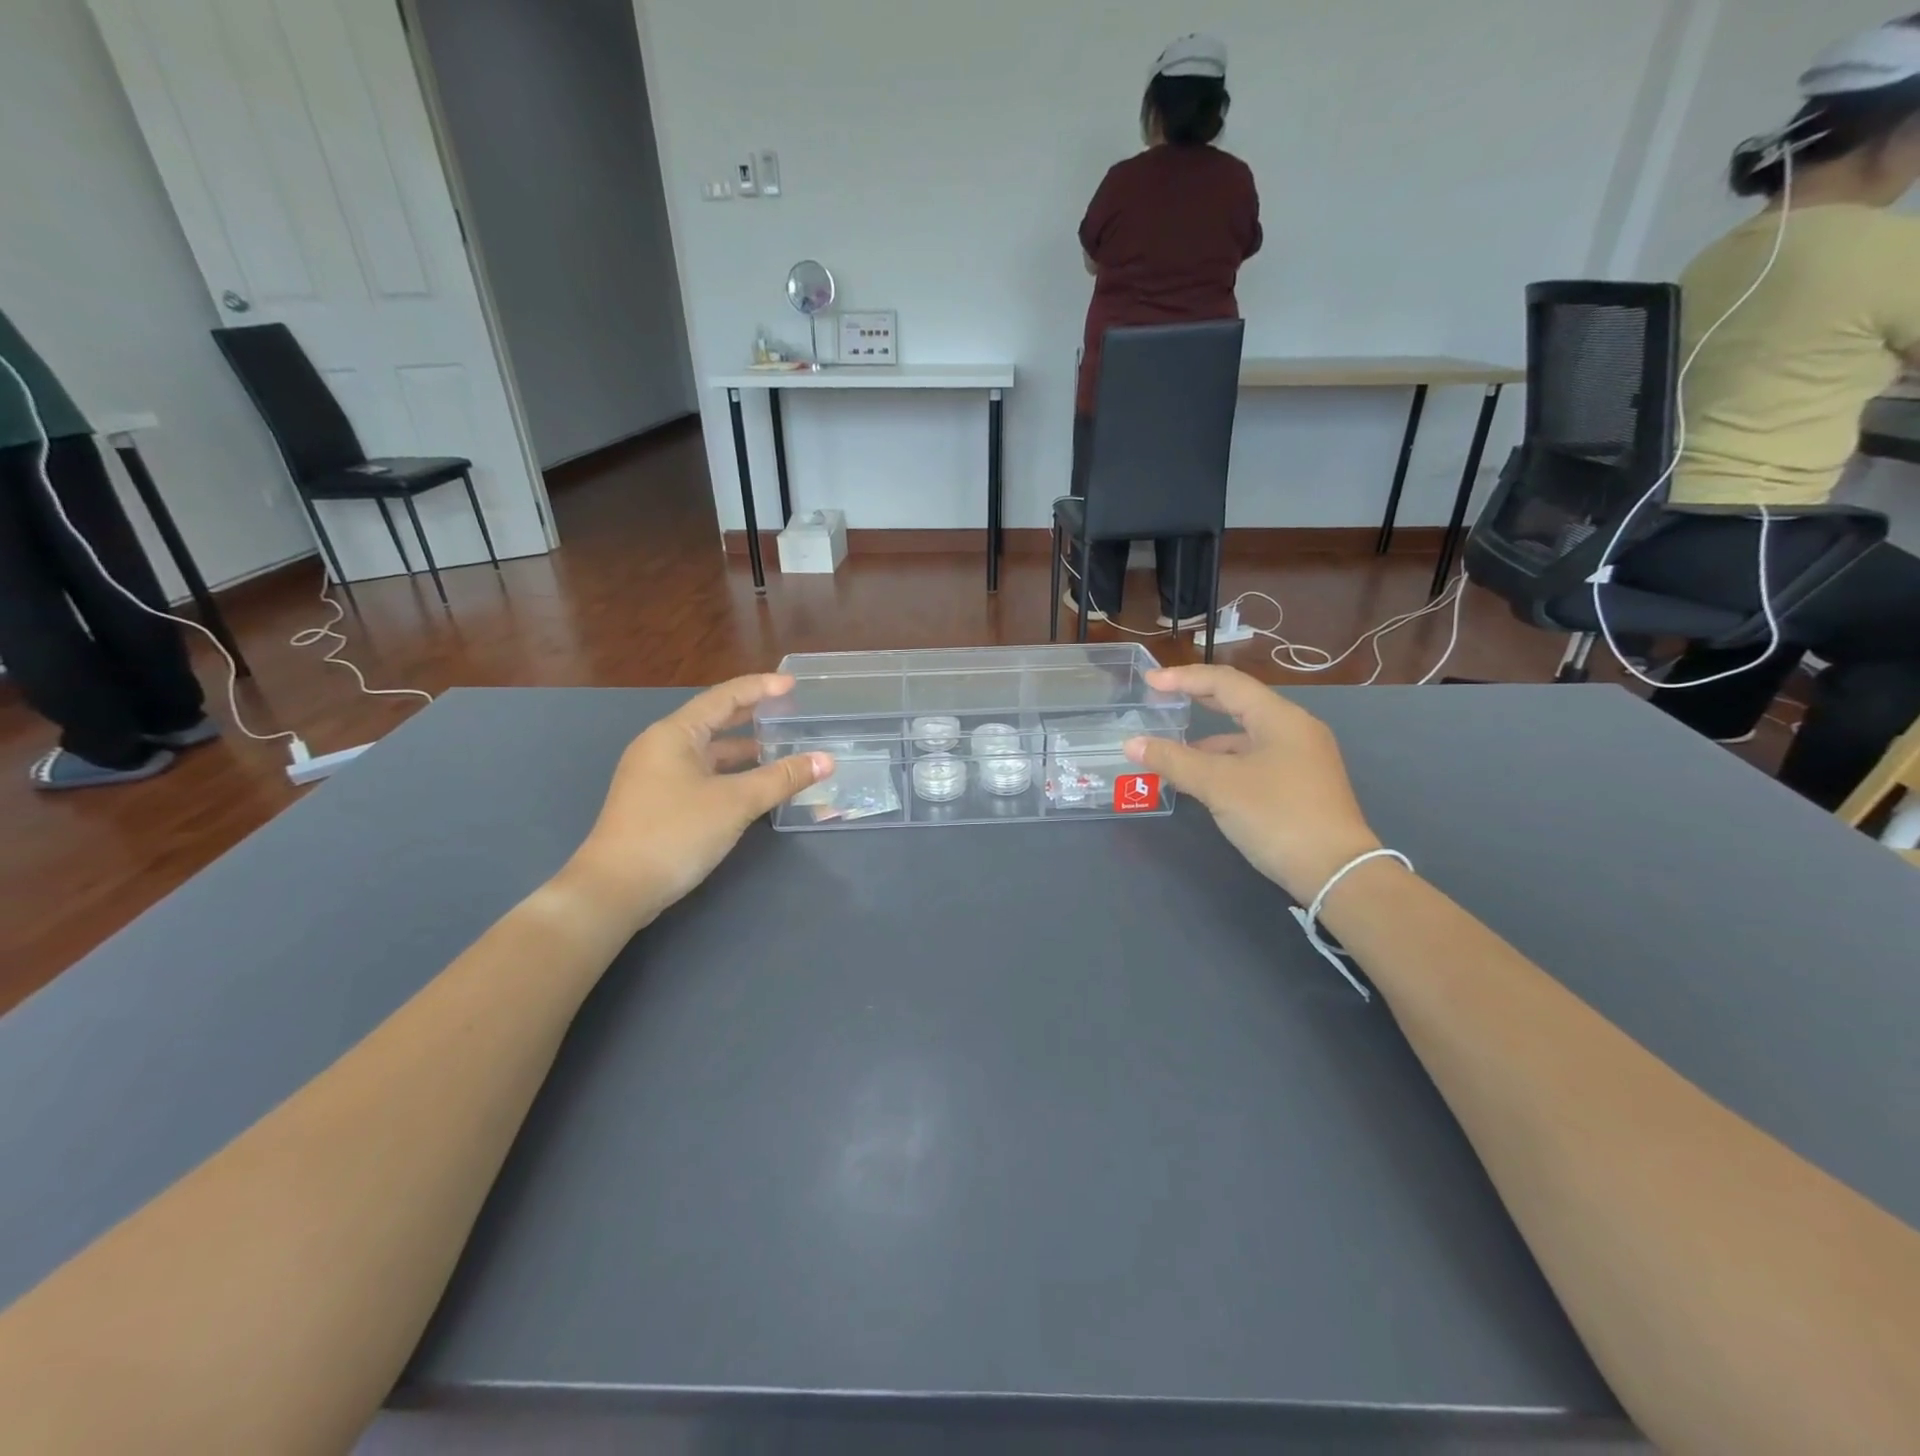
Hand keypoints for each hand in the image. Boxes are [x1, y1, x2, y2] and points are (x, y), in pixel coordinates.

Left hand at [563, 674, 831, 930]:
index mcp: (674, 734)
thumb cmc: (675, 832)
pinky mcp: (657, 802)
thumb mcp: (736, 802)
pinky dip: (730, 774)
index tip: (792, 685)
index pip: (724, 697)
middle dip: (752, 716)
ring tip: (780, 749)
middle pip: (714, 721)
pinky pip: (702, 775)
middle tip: (788, 711)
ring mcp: (656, 776)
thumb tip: (826, 760)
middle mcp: (661, 747)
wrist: (615, 889)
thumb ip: (782, 778)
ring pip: (708, 752)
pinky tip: (753, 785)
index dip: (760, 688)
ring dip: (743, 749)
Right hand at [1125, 665, 1381, 901]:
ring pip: (1245, 736)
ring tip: (1172, 750)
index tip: (1150, 681)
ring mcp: (1301, 758)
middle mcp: (1294, 730)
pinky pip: (1253, 760)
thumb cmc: (1277, 816)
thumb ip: (1173, 760)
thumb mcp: (1219, 785)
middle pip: (1238, 703)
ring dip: (1208, 739)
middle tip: (1161, 698)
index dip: (1184, 678)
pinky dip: (1224, 762)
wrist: (1336, 872)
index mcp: (1280, 718)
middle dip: (1197, 699)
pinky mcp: (1300, 784)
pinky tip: (1203, 779)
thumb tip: (1132, 744)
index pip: (1226, 683)